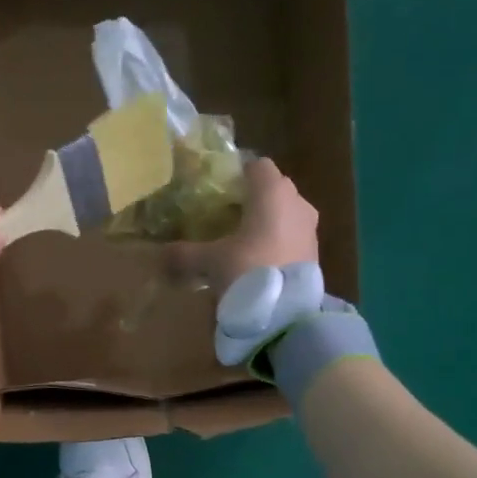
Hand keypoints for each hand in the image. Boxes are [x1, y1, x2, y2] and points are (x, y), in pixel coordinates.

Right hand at [164, 158, 318, 289]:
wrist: (287, 312)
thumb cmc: (248, 270)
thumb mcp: (209, 261)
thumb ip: (184, 254)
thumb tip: (160, 255)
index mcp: (272, 192)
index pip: (257, 165)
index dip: (238, 174)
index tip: (220, 190)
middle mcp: (297, 202)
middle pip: (274, 188)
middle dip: (253, 198)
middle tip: (227, 216)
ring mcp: (310, 227)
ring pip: (286, 212)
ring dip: (268, 221)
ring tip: (242, 241)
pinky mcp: (316, 252)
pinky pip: (293, 235)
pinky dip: (278, 241)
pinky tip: (259, 260)